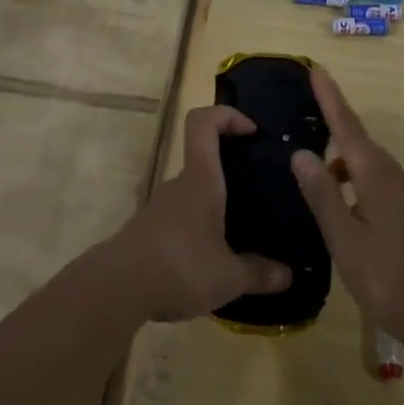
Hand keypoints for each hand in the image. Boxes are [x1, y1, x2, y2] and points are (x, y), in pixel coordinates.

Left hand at [113, 105, 292, 321]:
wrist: (115, 289)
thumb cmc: (178, 266)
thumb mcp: (227, 277)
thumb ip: (259, 274)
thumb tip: (288, 275)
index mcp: (200, 180)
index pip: (203, 123)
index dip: (227, 115)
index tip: (251, 132)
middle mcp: (178, 185)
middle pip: (202, 160)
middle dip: (229, 172)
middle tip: (257, 195)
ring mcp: (158, 207)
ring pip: (191, 194)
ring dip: (212, 207)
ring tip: (238, 236)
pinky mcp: (146, 231)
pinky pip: (178, 220)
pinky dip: (195, 231)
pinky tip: (208, 262)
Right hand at [291, 68, 403, 348]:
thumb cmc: (388, 279)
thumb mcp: (345, 240)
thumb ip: (322, 196)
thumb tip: (301, 153)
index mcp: (376, 177)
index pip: (347, 127)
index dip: (331, 98)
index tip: (316, 69)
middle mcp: (396, 178)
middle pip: (360, 142)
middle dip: (335, 124)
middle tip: (308, 115)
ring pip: (371, 166)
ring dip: (344, 160)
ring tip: (318, 170)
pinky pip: (381, 184)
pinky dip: (358, 181)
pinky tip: (346, 204)